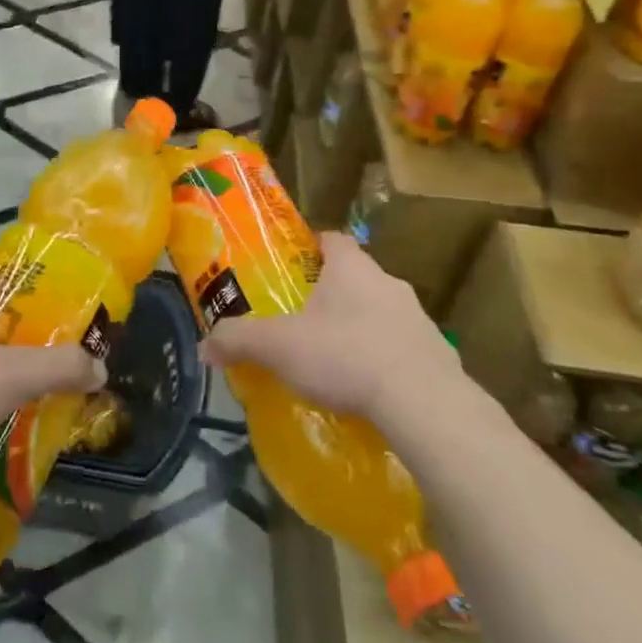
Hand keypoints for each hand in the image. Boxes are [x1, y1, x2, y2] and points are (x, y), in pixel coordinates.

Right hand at [202, 233, 462, 426]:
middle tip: (306, 318)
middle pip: (357, 276)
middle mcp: (388, 282)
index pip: (332, 239)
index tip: (295, 266)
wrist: (423, 402)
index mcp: (351, 267)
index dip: (312, 247)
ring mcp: (418, 318)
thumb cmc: (345, 355)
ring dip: (362, 326)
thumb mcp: (279, 347)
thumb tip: (204, 346)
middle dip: (334, 292)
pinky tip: (370, 388)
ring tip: (336, 358)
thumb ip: (238, 341)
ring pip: (382, 312)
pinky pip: (404, 348)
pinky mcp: (437, 355)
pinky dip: (386, 359)